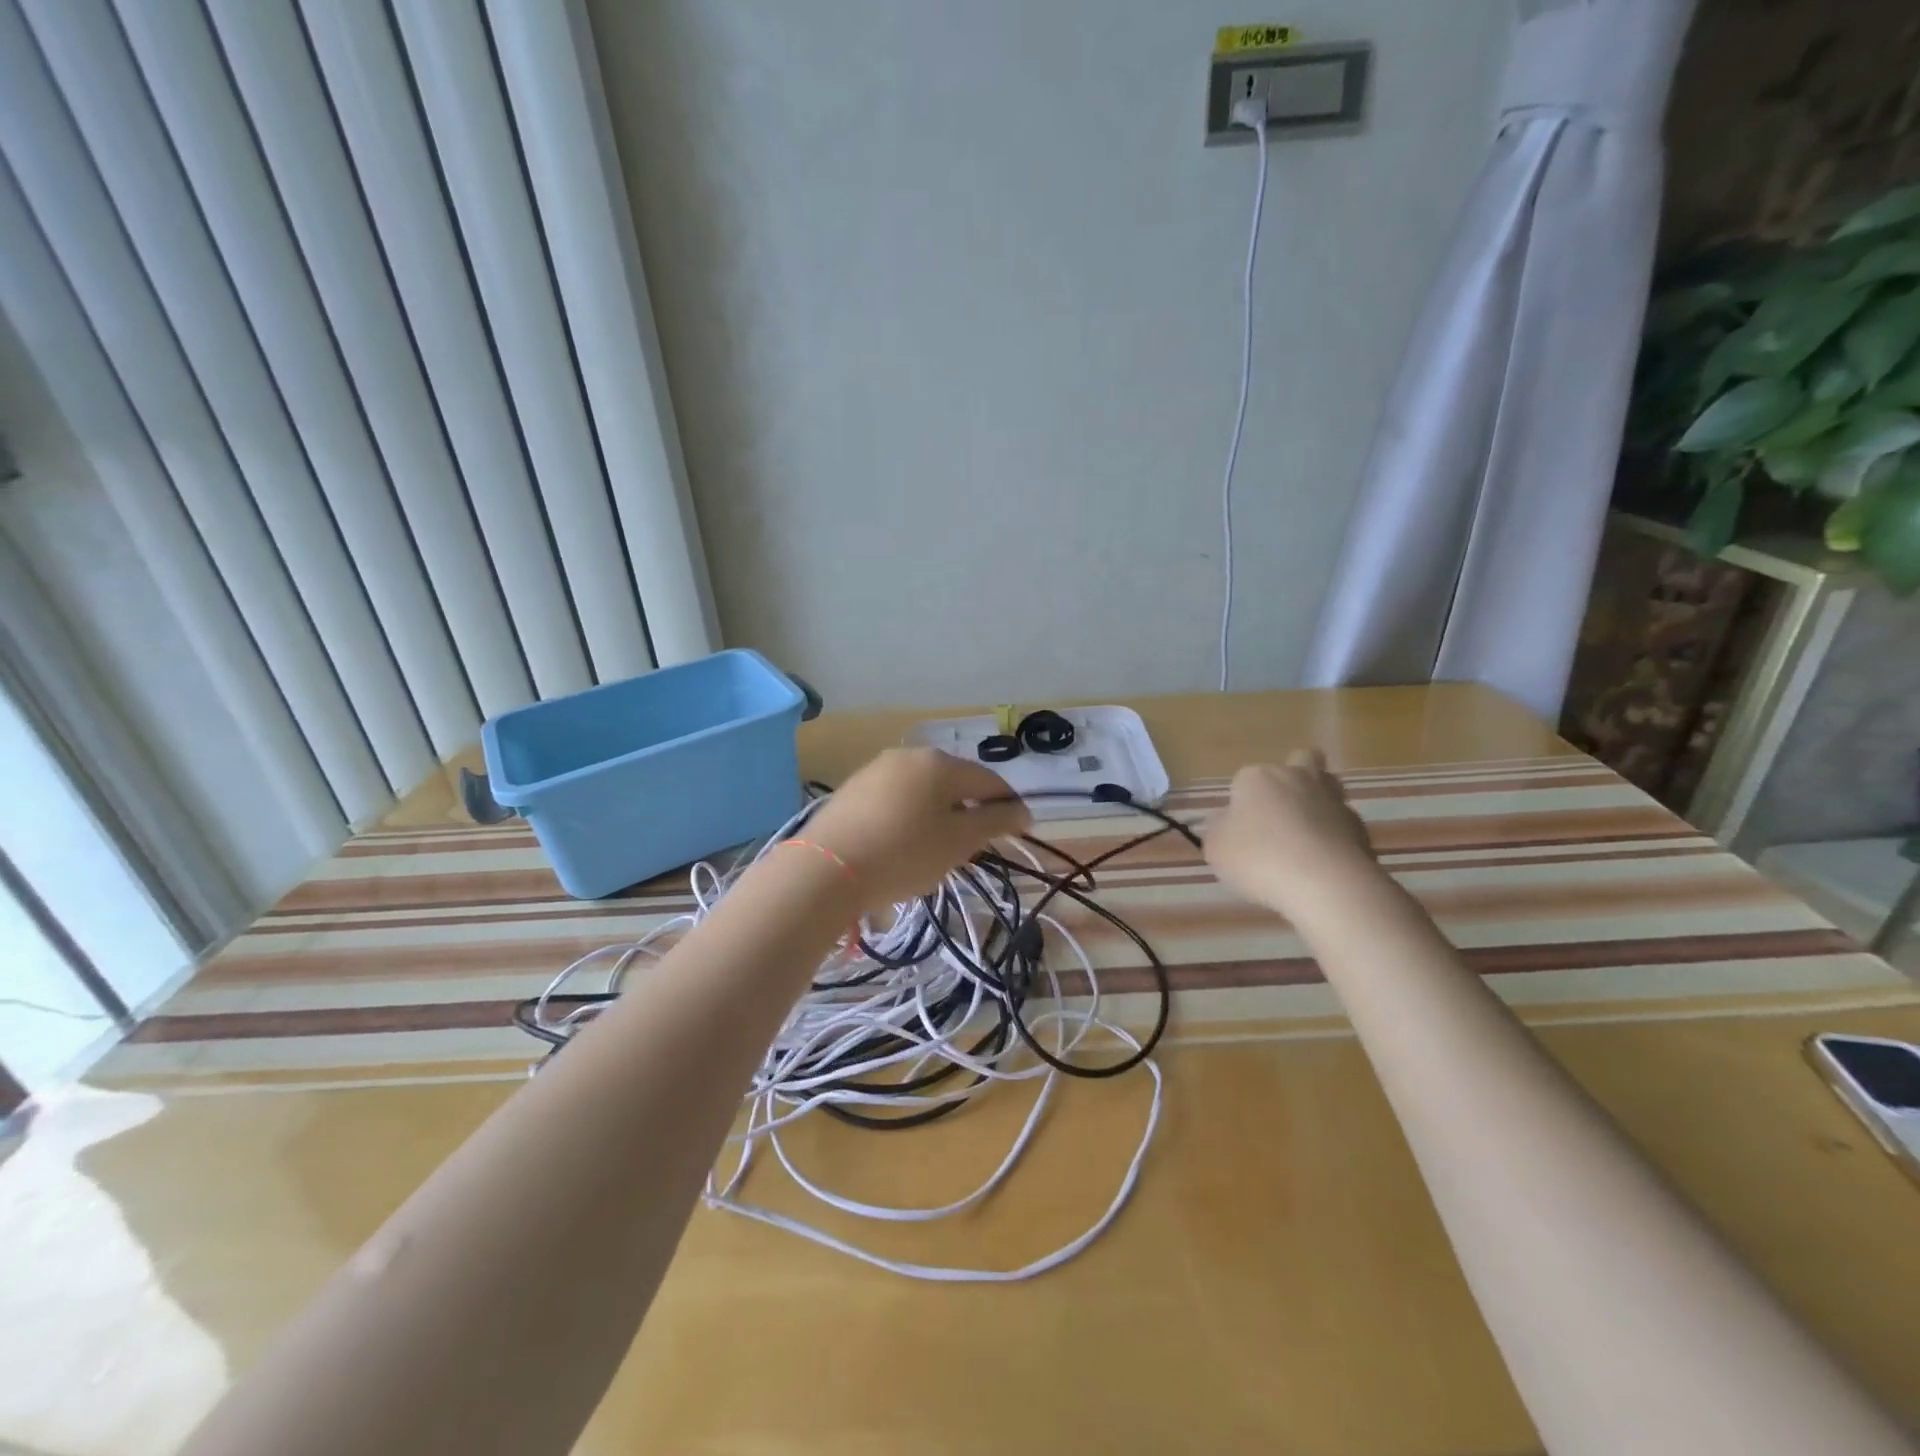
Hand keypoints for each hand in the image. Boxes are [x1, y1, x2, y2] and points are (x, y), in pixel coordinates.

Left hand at [802, 748, 1030, 909]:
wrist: (825, 869)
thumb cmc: (903, 853)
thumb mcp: (958, 842)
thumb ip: (994, 822)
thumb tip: (1022, 810)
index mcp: (940, 763)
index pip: (989, 781)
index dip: (1008, 806)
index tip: (1020, 831)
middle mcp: (909, 755)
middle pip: (954, 782)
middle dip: (970, 811)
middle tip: (974, 847)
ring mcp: (877, 769)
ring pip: (923, 790)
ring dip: (939, 814)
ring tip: (937, 849)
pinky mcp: (853, 788)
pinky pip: (896, 798)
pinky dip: (909, 817)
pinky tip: (902, 844)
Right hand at [1204, 749, 1377, 917]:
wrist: (1325, 883)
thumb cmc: (1259, 858)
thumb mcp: (1216, 847)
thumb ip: (1218, 829)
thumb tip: (1226, 820)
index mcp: (1258, 777)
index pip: (1243, 779)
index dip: (1240, 802)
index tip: (1238, 830)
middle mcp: (1297, 778)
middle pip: (1300, 760)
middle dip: (1293, 776)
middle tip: (1280, 810)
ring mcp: (1333, 800)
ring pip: (1328, 786)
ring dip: (1318, 800)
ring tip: (1306, 833)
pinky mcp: (1360, 827)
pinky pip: (1342, 823)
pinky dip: (1334, 835)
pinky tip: (1324, 860)